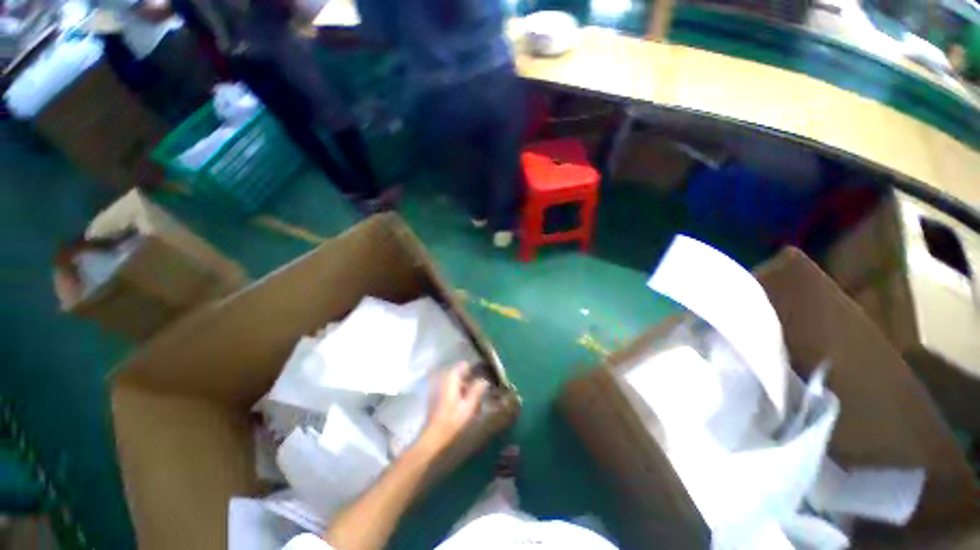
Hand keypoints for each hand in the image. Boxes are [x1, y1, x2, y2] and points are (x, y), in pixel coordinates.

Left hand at [418, 363, 488, 453]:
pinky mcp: (435, 394)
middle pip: (460, 373)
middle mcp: (443, 378)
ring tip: (472, 402)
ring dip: (464, 388)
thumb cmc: (452, 421)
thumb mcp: (469, 406)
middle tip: (478, 394)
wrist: (433, 435)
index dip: (474, 371)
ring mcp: (438, 385)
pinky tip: (462, 405)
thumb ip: (477, 390)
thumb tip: (484, 380)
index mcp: (451, 378)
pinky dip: (457, 393)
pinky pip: (450, 388)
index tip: (481, 380)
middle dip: (469, 381)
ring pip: (455, 381)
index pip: (464, 365)